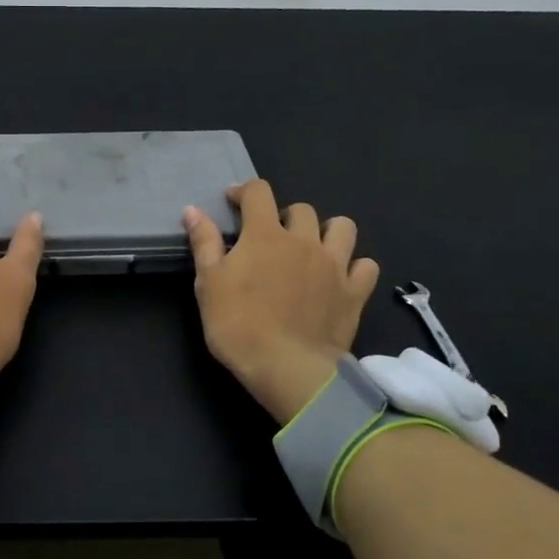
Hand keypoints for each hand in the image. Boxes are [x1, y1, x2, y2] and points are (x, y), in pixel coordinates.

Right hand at [183, 180, 380, 422]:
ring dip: (327, 231)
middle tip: (271, 237)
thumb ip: (204, 243)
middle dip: (284, 215)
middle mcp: (304, 241)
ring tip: (313, 248)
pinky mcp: (355, 292)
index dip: (245, 191)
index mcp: (265, 235)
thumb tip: (193, 210)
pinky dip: (355, 266)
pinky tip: (341, 277)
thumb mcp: (208, 283)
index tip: (234, 202)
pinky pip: (366, 266)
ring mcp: (334, 265)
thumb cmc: (238, 325)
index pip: (258, 192)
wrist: (286, 367)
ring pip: (343, 228)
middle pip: (302, 209)